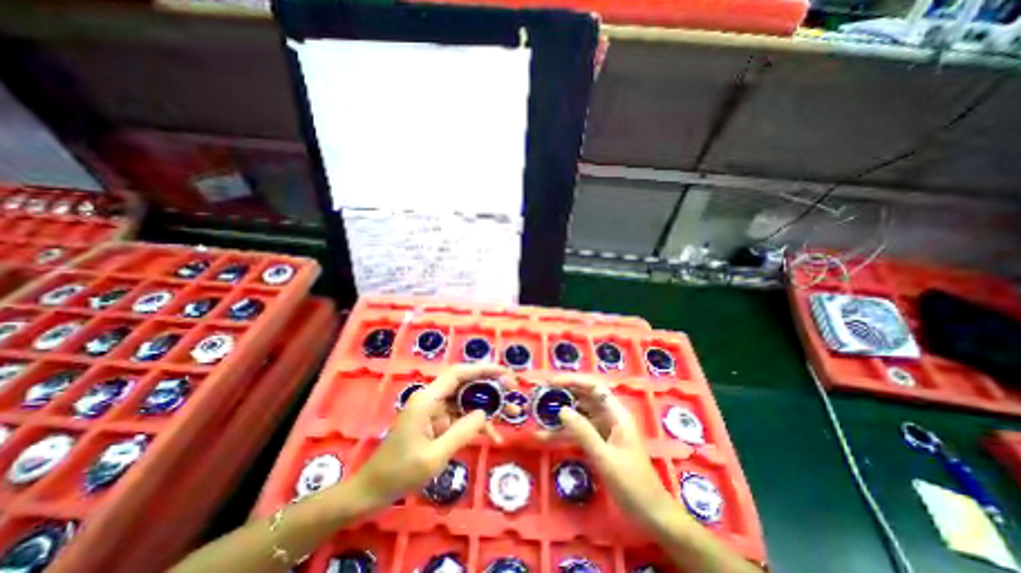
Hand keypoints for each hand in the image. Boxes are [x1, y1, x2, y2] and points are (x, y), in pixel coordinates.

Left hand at [348, 363, 510, 510]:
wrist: (372, 491)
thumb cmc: (399, 473)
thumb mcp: (434, 456)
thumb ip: (462, 431)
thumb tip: (485, 412)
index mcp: (427, 399)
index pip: (458, 374)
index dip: (482, 369)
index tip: (504, 373)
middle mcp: (432, 399)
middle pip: (466, 385)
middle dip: (491, 388)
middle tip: (513, 394)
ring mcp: (435, 411)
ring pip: (467, 401)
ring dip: (488, 407)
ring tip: (511, 416)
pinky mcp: (437, 423)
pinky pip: (461, 417)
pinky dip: (477, 425)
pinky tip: (493, 437)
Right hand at [551, 376, 675, 528]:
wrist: (650, 513)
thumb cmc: (632, 483)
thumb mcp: (605, 458)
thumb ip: (583, 432)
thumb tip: (562, 410)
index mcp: (617, 414)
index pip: (594, 388)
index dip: (574, 381)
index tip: (553, 382)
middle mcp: (610, 417)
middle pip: (585, 398)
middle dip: (564, 394)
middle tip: (542, 394)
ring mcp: (604, 430)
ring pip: (580, 414)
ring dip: (562, 413)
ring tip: (541, 411)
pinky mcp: (599, 443)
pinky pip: (579, 431)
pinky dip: (565, 431)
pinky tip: (547, 434)